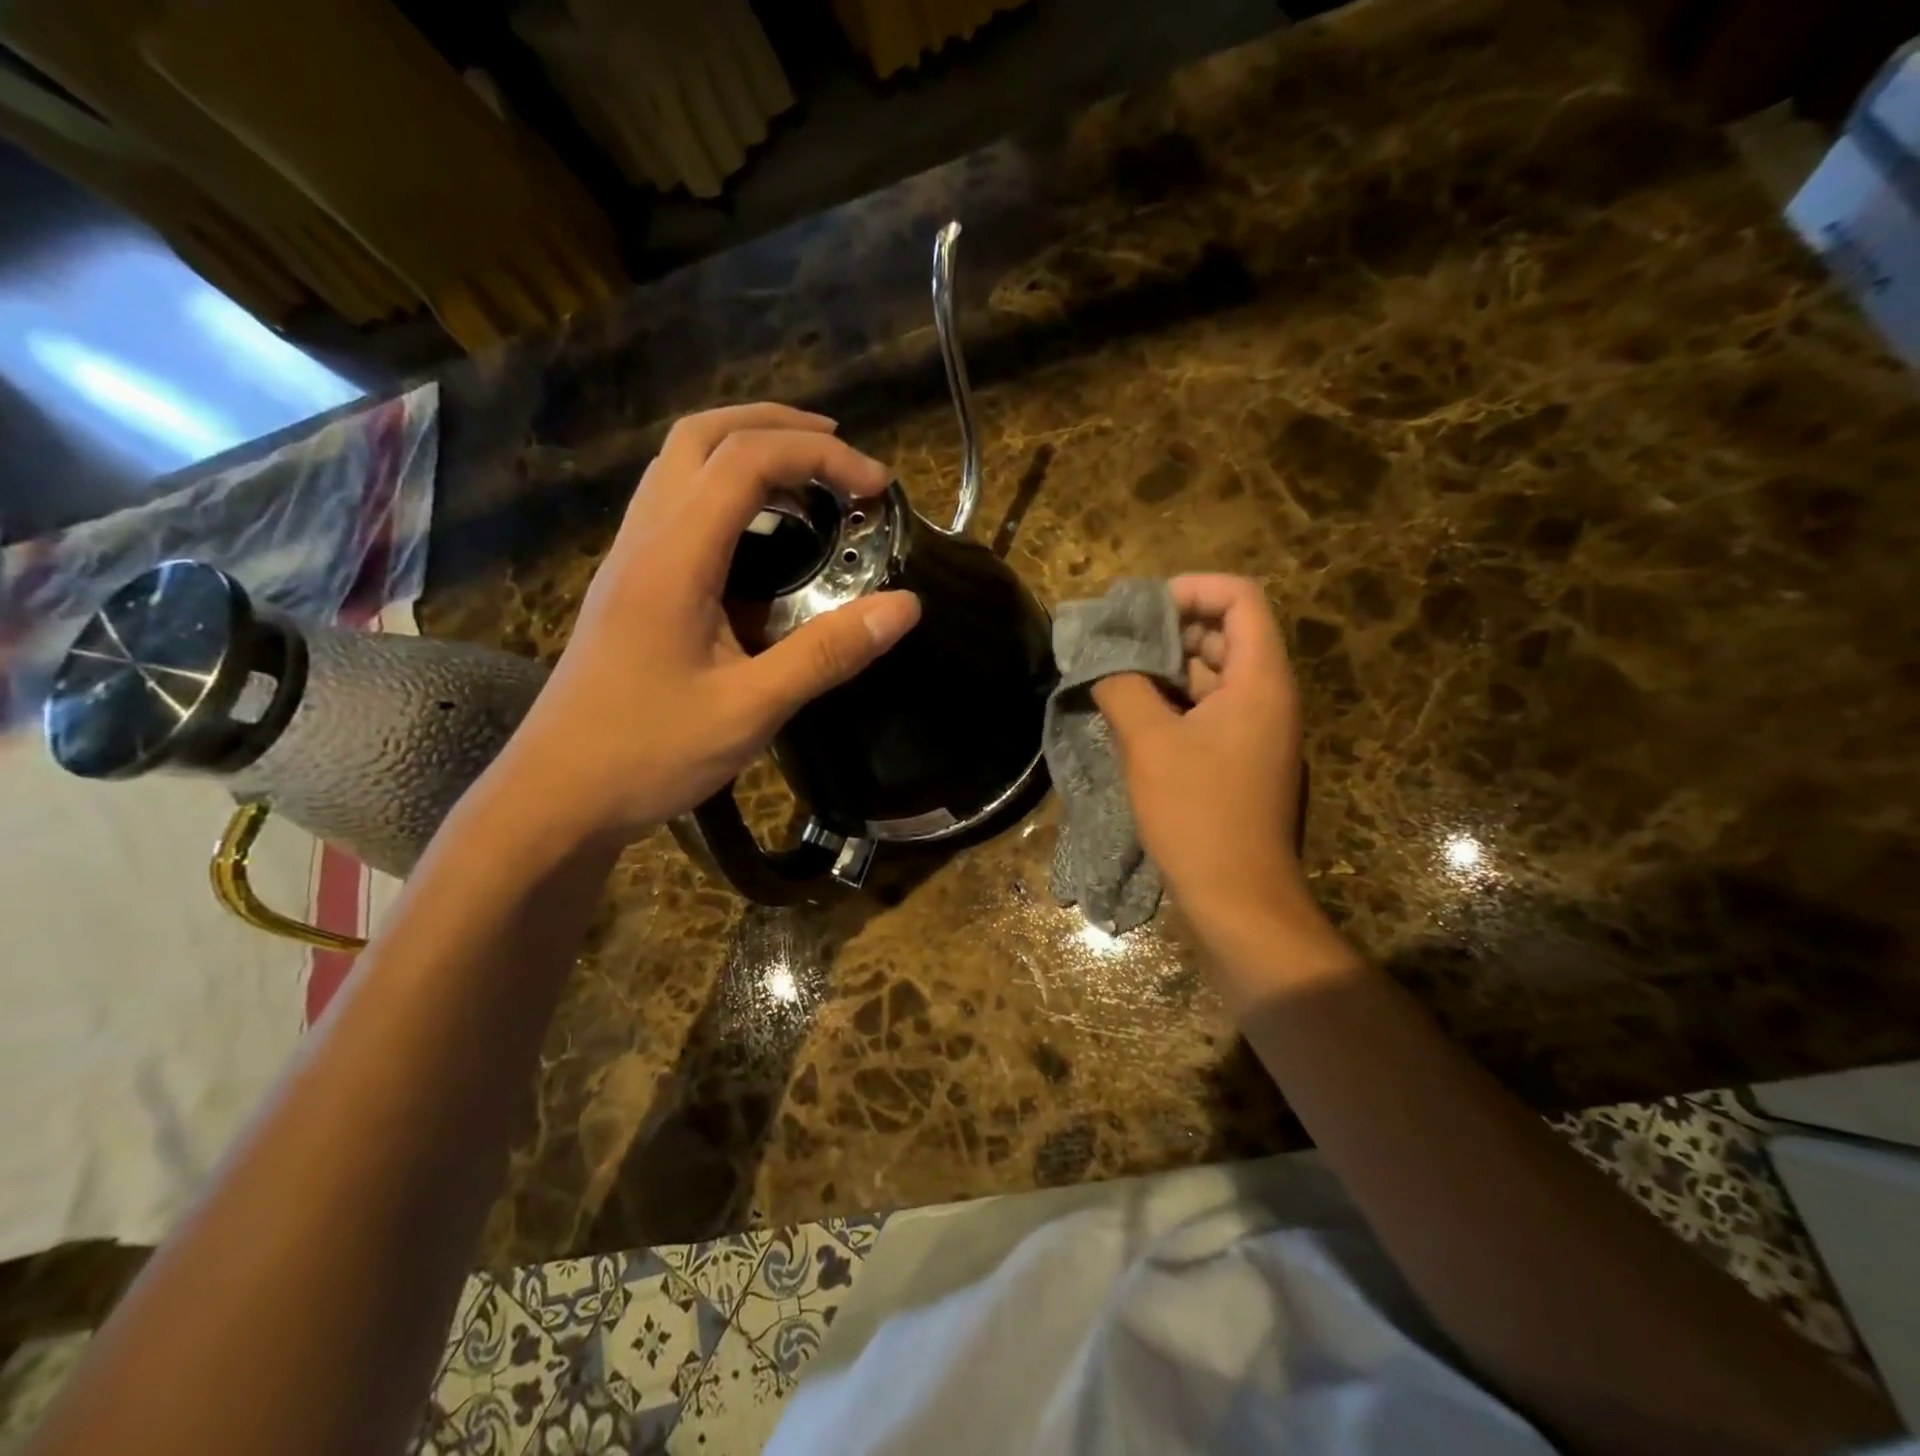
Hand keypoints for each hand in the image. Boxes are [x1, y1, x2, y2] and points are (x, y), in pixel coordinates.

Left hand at [499, 404, 920, 844]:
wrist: (560, 793)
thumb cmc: (650, 753)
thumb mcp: (751, 709)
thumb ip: (827, 653)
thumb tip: (905, 606)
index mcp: (673, 559)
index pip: (746, 462)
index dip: (820, 457)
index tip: (876, 488)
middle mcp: (644, 539)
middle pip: (701, 435)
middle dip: (777, 425)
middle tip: (840, 454)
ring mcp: (630, 558)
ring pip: (681, 465)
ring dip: (746, 451)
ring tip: (809, 483)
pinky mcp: (631, 583)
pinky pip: (677, 505)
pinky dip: (727, 492)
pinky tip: (763, 538)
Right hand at [1092, 575, 1305, 932]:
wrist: (1239, 899)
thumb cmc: (1198, 814)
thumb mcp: (1149, 743)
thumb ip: (1123, 686)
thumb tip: (1101, 659)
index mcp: (1260, 680)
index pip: (1240, 598)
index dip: (1191, 589)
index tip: (1139, 610)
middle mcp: (1268, 695)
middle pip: (1224, 633)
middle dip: (1167, 630)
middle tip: (1114, 643)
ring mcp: (1256, 729)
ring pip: (1211, 675)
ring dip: (1164, 669)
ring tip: (1112, 676)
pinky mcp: (1240, 758)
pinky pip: (1207, 710)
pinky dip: (1171, 702)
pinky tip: (1130, 715)